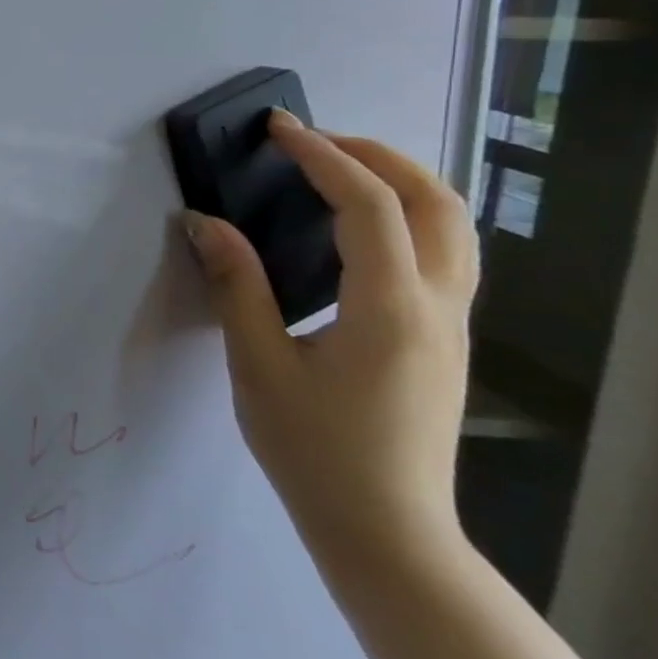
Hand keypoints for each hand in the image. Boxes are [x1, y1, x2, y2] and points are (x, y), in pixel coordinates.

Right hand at [183, 109, 476, 570]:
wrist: (384, 528)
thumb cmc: (313, 447)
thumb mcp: (258, 364)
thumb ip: (236, 285)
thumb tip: (203, 223)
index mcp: (390, 308)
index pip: (369, 206)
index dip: (323, 157)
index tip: (278, 129)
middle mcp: (439, 306)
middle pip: (436, 203)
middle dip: (377, 155)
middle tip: (311, 139)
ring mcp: (453, 324)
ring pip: (454, 227)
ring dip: (401, 181)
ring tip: (336, 168)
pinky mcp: (445, 340)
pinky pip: (445, 254)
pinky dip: (408, 215)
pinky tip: (357, 227)